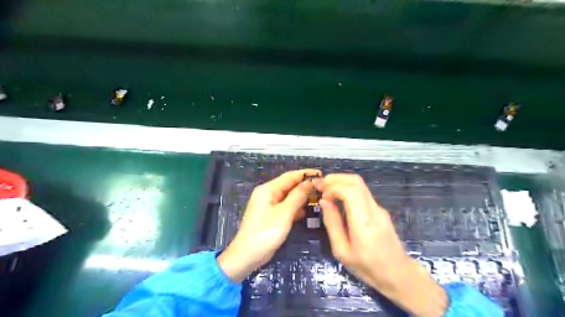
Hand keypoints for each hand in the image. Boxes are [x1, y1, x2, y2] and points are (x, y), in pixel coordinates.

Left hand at [217, 169, 319, 281]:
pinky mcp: (271, 216)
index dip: (306, 174)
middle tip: (323, 187)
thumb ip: (298, 196)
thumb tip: (310, 182)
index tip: (321, 173)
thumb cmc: (265, 232)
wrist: (247, 255)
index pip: (290, 176)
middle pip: (289, 185)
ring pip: (289, 197)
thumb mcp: (284, 213)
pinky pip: (286, 207)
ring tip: (319, 197)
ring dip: (302, 197)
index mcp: (268, 189)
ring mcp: (269, 205)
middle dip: (305, 185)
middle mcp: (268, 194)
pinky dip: (296, 207)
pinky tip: (307, 211)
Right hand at [316, 174, 447, 315]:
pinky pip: (362, 193)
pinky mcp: (380, 210)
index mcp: (364, 221)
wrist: (398, 274)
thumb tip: (324, 202)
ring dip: (341, 182)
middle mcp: (374, 209)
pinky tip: (338, 198)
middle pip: (356, 181)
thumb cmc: (367, 267)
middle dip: (336, 179)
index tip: (321, 194)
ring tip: (326, 189)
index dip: (333, 187)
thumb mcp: (342, 251)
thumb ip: (332, 224)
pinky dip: (347, 189)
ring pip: (360, 185)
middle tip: (320, 185)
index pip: (350, 190)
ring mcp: (379, 208)